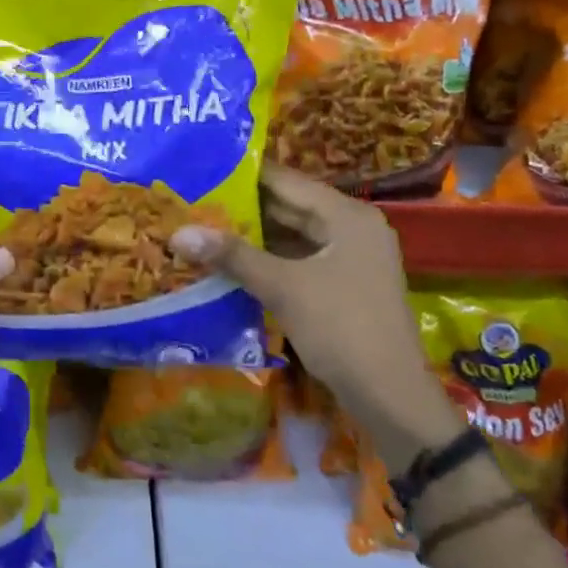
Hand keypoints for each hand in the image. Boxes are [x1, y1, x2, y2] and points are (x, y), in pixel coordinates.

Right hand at [170, 163, 460, 468]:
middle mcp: (351, 227)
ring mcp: (348, 258)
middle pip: (288, 206)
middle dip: (241, 207)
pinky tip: (229, 262)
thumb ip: (232, 255)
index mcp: (346, 215)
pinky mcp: (341, 285)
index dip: (242, 175)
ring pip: (291, 235)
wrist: (390, 397)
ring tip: (201, 227)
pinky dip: (266, 259)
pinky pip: (297, 259)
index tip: (199, 170)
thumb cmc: (341, 328)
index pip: (286, 180)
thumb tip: (178, 232)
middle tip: (192, 200)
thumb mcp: (283, 287)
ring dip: (251, 235)